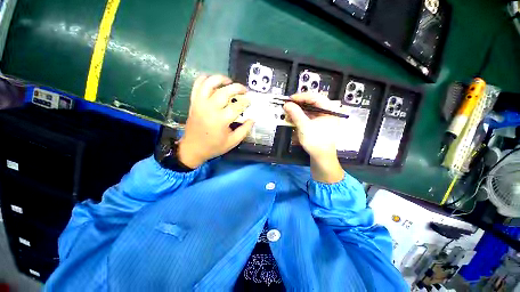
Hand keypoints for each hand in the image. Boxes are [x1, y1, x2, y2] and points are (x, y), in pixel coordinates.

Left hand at [178, 75, 253, 168]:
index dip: (245, 102)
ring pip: (209, 83)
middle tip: (243, 90)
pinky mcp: (193, 102)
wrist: (192, 148)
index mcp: (220, 121)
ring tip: (228, 81)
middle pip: (225, 91)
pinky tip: (213, 81)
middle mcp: (209, 109)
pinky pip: (196, 85)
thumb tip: (253, 119)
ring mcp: (199, 103)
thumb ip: (244, 130)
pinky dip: (204, 79)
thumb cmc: (212, 146)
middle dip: (237, 88)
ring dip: (220, 78)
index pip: (237, 105)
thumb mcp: (231, 142)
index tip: (249, 102)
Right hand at [283, 93, 343, 182]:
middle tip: (288, 106)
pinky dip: (301, 117)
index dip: (301, 97)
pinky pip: (310, 117)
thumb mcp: (304, 126)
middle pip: (312, 102)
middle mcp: (329, 112)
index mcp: (329, 110)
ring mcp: (325, 118)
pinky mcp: (321, 125)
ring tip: (289, 115)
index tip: (289, 100)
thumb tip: (287, 104)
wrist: (322, 159)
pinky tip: (293, 120)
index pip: (315, 97)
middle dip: (299, 105)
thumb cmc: (316, 142)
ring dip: (299, 111)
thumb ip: (295, 113)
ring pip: (310, 109)